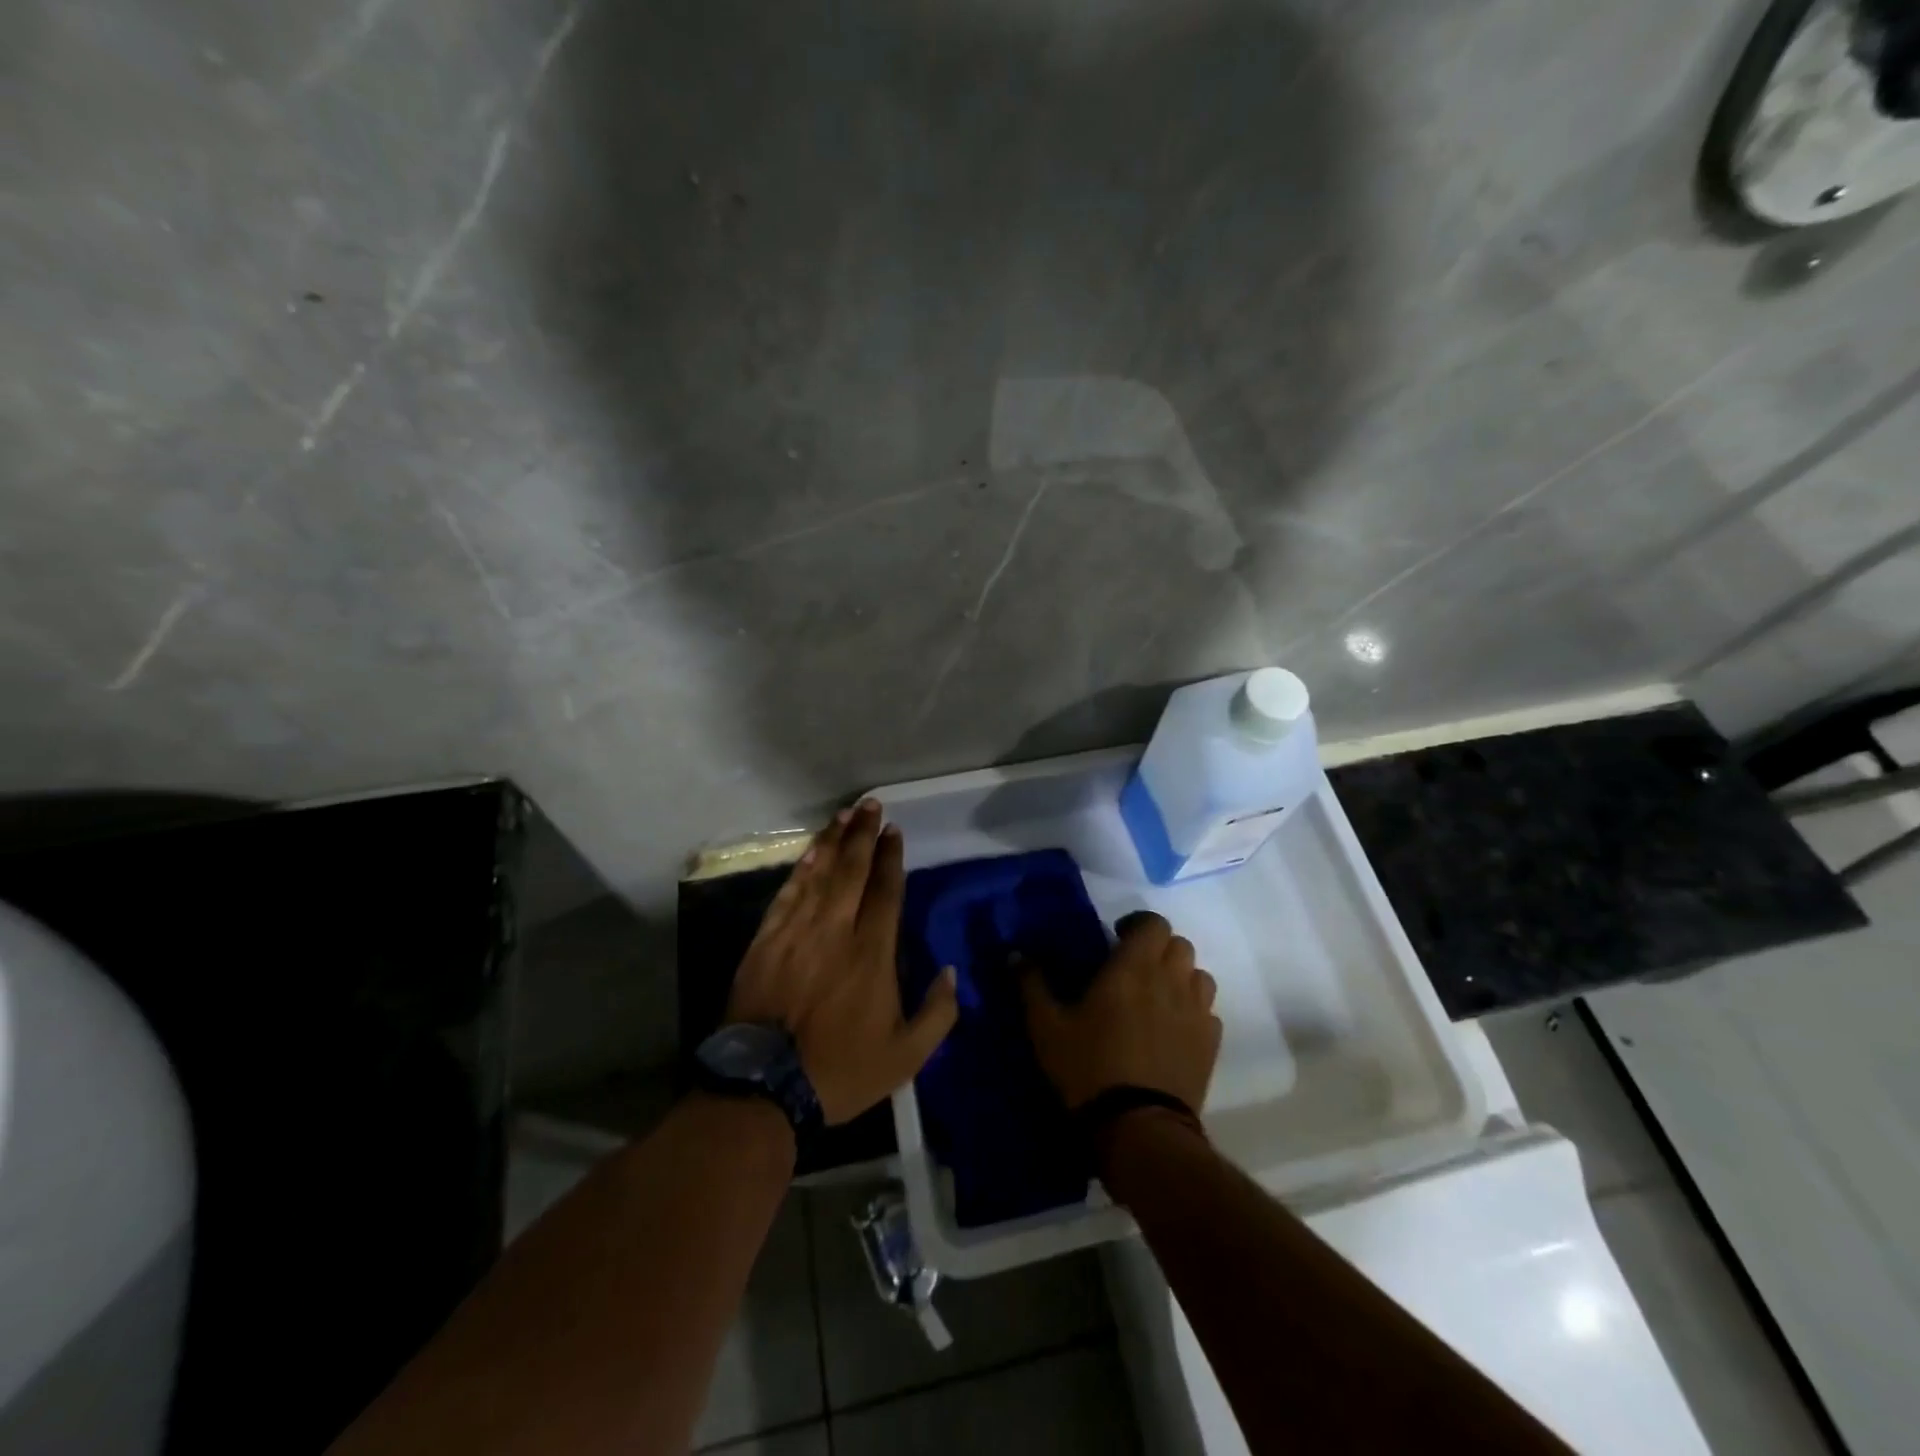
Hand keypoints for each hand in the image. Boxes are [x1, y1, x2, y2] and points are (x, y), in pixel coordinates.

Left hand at [726, 799, 958, 1124]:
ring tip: (844, 814)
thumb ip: (937, 1012)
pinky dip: (801, 868)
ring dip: (833, 840)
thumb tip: (950, 971)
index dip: (891, 857)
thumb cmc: (841, 1071)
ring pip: (820, 874)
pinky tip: (811, 850)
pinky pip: (788, 893)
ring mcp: (797, 932)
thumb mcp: (907, 1056)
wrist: (764, 1088)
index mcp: (873, 953)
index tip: (894, 831)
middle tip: (870, 805)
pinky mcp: (766, 940)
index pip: (885, 891)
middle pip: (852, 870)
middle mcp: (836, 930)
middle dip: (863, 834)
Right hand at [1023, 911, 1220, 1112]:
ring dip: (1180, 976)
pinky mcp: (1211, 1044)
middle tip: (1133, 966)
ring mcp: (1196, 1012)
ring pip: (1198, 975)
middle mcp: (1171, 980)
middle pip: (1179, 945)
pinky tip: (1173, 1029)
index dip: (1138, 923)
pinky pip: (1208, 1012)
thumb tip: (1015, 954)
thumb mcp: (1047, 1027)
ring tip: (1157, 996)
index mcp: (1133, 967)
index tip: (1117, 936)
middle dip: (1157, 948)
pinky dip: (1193, 1010)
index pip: (1153, 923)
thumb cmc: (1089, 1068)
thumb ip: (1032, 984)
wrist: (1139, 1127)